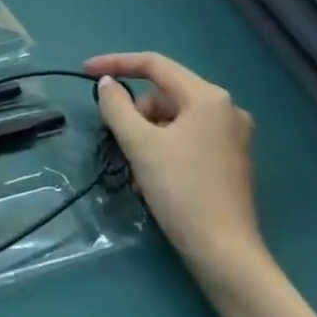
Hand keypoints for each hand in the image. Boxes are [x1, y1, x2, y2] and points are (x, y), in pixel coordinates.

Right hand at [86, 53, 262, 275]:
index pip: (154, 64)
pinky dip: (164, 146)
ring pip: (174, 116)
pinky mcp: (230, 159)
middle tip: (117, 137)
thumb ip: (117, 106)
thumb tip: (107, 84)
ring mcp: (232, 135)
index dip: (116, 63)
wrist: (224, 252)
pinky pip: (187, 136)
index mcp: (208, 97)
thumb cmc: (181, 190)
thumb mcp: (139, 144)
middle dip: (135, 110)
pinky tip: (153, 174)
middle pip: (165, 92)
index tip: (84, 72)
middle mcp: (226, 109)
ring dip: (148, 132)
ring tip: (136, 164)